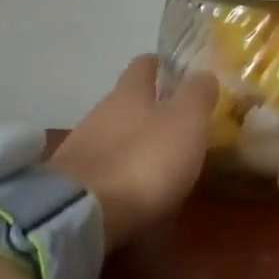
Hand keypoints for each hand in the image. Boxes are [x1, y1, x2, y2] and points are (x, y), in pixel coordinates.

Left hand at [49, 56, 219, 250]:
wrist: (83, 214)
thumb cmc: (143, 160)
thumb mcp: (185, 122)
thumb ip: (197, 95)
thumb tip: (204, 73)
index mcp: (129, 94)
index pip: (143, 65)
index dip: (159, 64)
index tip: (173, 69)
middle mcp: (100, 113)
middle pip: (125, 101)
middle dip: (147, 107)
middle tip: (175, 119)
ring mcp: (82, 148)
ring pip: (112, 134)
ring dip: (132, 141)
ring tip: (156, 158)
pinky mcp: (74, 182)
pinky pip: (103, 167)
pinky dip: (119, 171)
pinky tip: (132, 186)